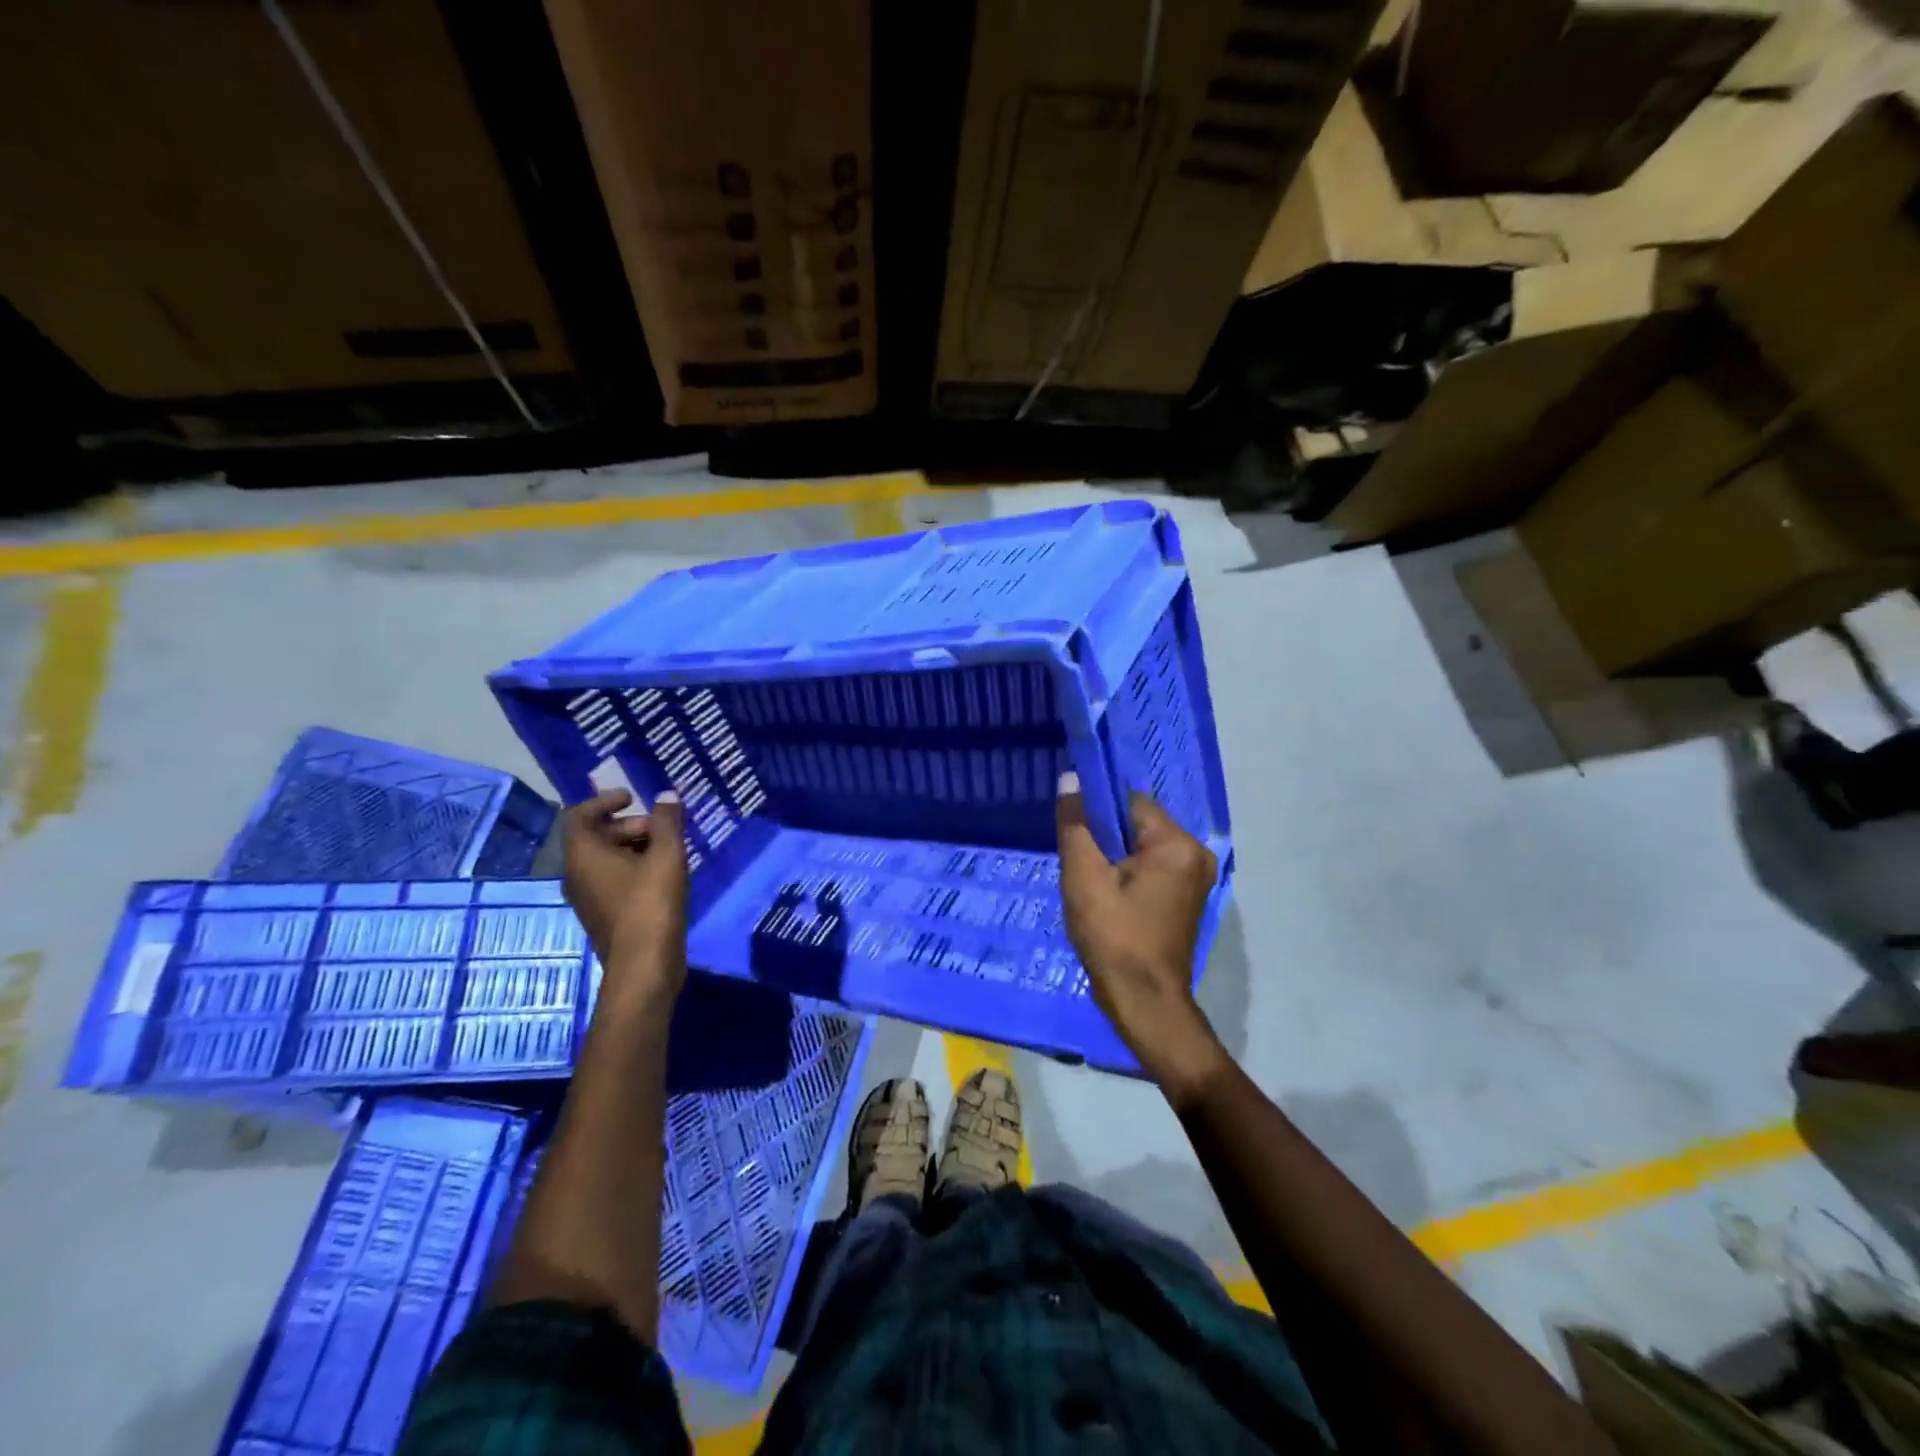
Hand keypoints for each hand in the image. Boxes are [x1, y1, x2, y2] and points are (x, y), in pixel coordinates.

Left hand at [562, 788, 688, 1010]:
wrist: (644, 967)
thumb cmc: (651, 904)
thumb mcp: (667, 855)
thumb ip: (667, 821)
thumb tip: (667, 796)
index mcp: (583, 856)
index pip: (579, 815)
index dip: (604, 801)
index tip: (633, 798)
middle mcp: (577, 875)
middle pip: (596, 837)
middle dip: (630, 825)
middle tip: (662, 828)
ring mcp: (587, 898)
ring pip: (606, 860)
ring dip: (635, 847)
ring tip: (670, 850)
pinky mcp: (603, 915)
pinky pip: (613, 880)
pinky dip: (634, 869)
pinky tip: (664, 876)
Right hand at [1056, 775, 1227, 1101]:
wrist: (1144, 1002)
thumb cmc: (1113, 937)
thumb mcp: (1084, 878)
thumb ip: (1075, 825)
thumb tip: (1070, 779)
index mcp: (1177, 844)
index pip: (1130, 802)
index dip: (1097, 812)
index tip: (1074, 832)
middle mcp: (1196, 854)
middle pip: (1138, 824)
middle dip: (1105, 838)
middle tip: (1080, 865)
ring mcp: (1196, 878)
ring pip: (1143, 847)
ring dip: (1115, 858)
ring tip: (1091, 883)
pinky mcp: (1187, 897)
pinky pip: (1152, 868)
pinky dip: (1129, 875)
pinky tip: (1108, 897)